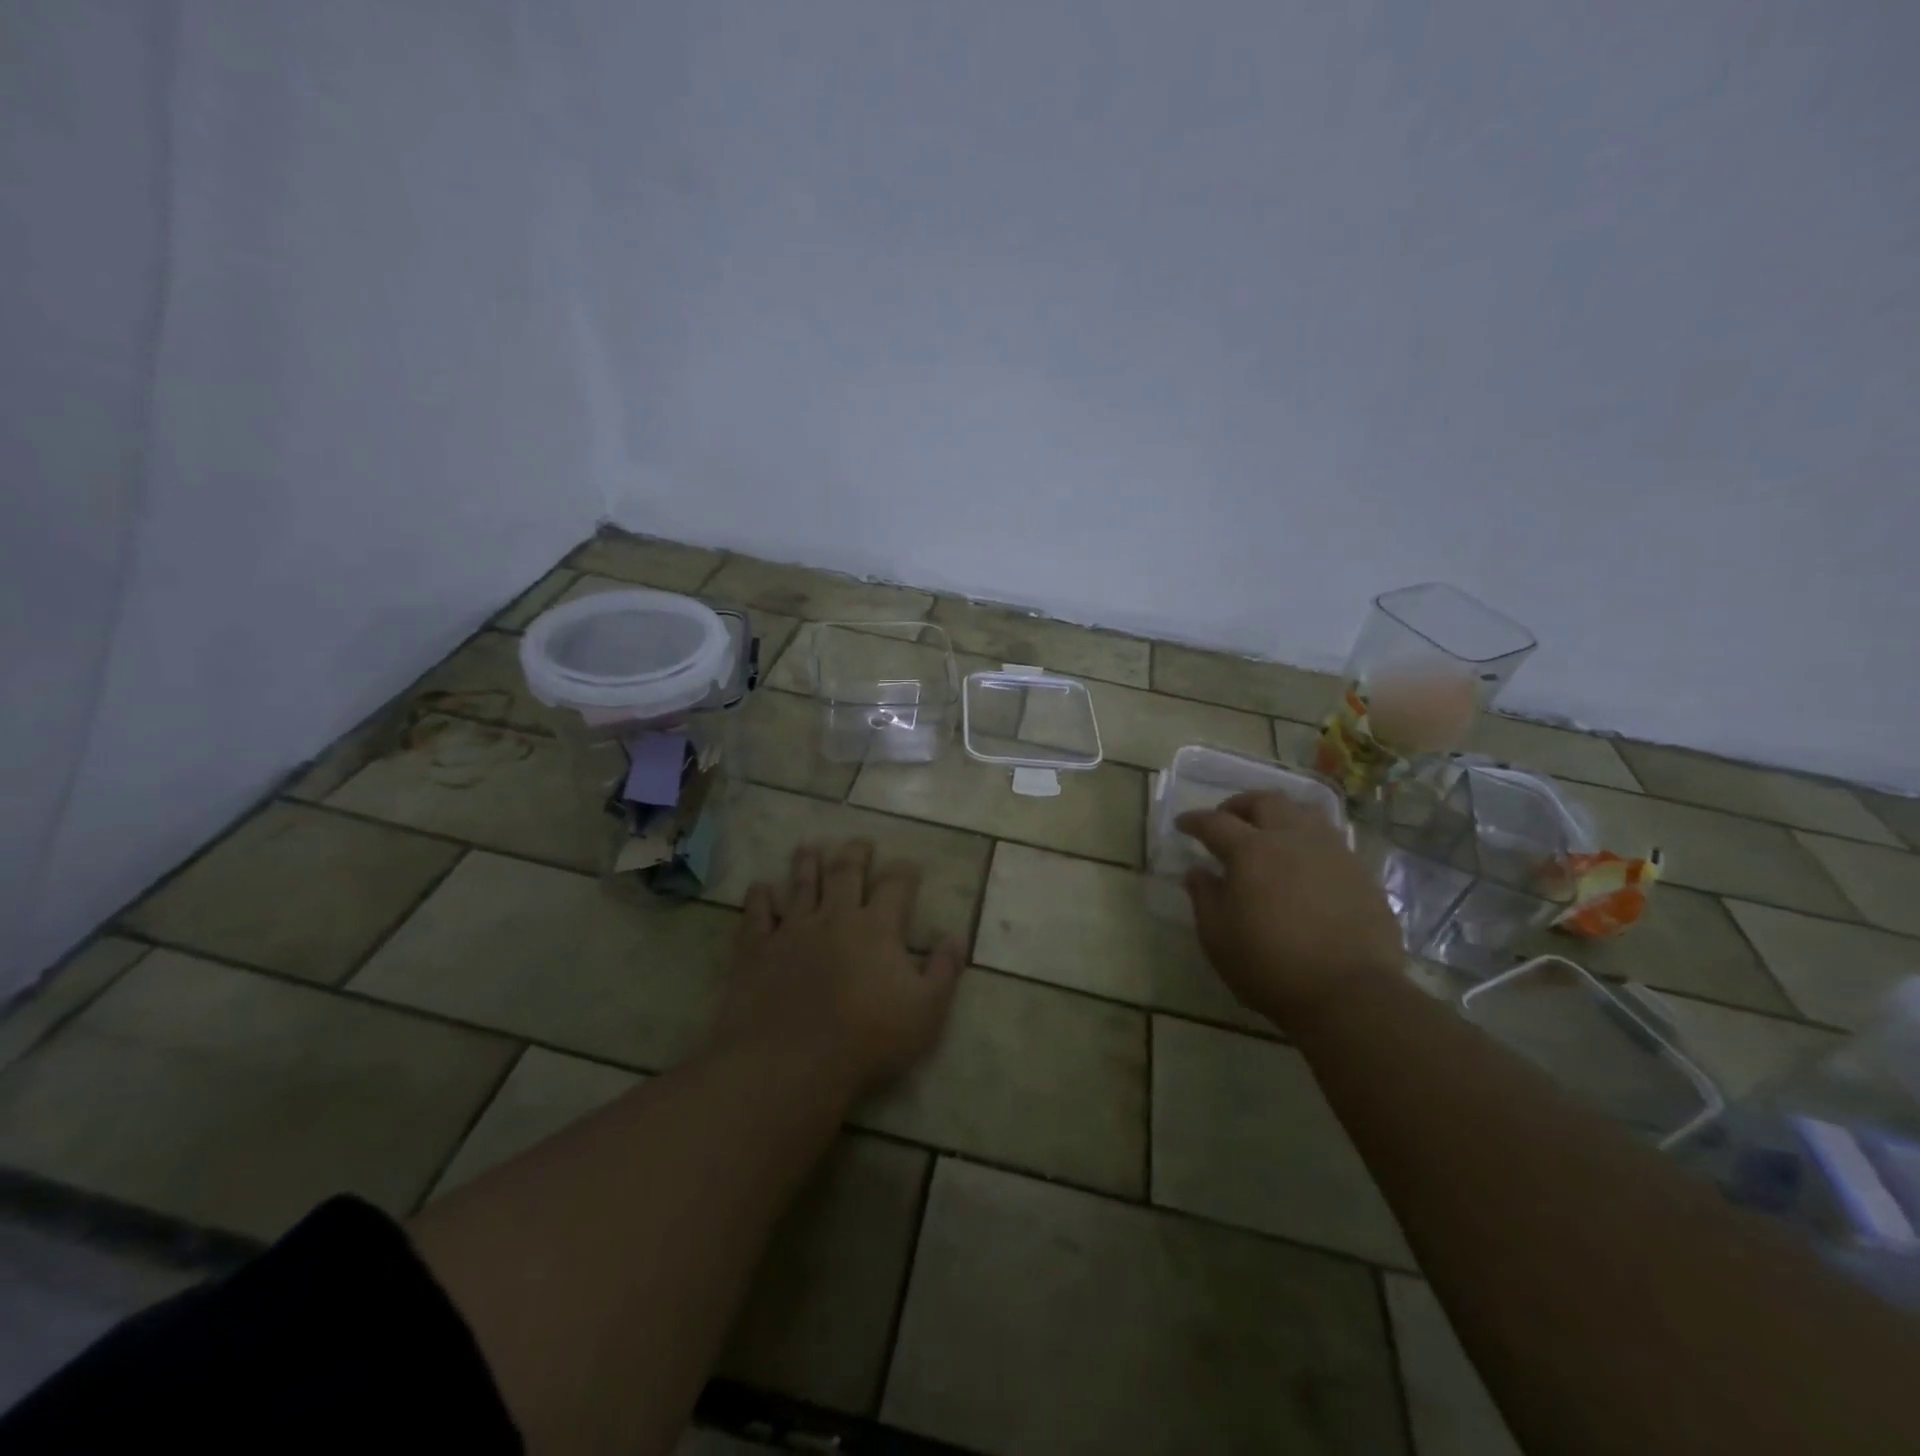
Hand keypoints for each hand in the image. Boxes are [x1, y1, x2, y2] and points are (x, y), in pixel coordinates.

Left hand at [714, 839, 964, 1097]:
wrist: (791, 1062)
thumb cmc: (868, 1039)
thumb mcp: (926, 1011)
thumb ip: (944, 971)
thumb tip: (957, 936)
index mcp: (878, 927)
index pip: (896, 885)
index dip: (905, 871)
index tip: (910, 865)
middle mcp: (835, 916)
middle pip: (846, 872)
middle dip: (856, 854)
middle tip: (860, 842)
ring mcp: (793, 929)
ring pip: (802, 884)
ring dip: (807, 863)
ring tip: (810, 847)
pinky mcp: (757, 949)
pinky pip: (756, 914)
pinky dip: (758, 897)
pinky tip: (759, 887)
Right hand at [1178, 792, 1403, 1028]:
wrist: (1350, 993)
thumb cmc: (1270, 966)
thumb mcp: (1218, 937)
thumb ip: (1204, 897)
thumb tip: (1198, 872)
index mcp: (1251, 851)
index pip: (1215, 823)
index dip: (1195, 821)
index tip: (1183, 824)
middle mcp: (1292, 839)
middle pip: (1265, 801)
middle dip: (1240, 805)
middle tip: (1227, 819)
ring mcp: (1332, 852)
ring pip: (1304, 812)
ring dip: (1279, 814)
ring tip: (1270, 832)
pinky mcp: (1361, 873)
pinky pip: (1331, 840)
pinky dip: (1308, 840)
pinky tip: (1304, 864)